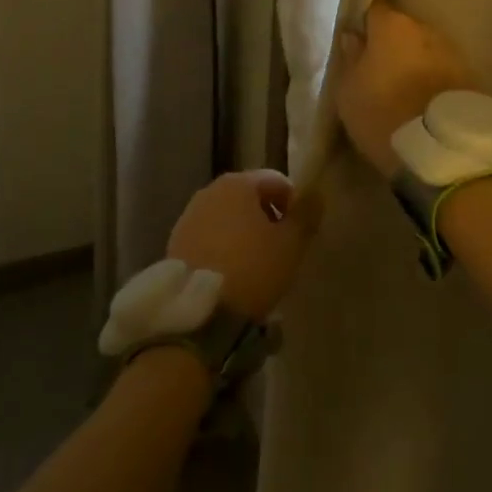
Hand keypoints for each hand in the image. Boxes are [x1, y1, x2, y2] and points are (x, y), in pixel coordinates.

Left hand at [166, 169, 308, 320]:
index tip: (300, 232)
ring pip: (228, 216)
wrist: (198, 311)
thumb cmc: (252, 268)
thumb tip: (316, 193)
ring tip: (257, 263)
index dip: (294, 203)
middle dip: (268, 217)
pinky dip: (224, 245)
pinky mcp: (176, 242)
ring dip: (245, 232)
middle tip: (281, 248)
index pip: (276, 181)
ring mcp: (189, 216)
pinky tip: (233, 272)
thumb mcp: (290, 244)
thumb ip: (306, 215)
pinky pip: (210, 235)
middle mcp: (210, 191)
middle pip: (249, 196)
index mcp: (238, 183)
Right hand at [332, 2, 477, 177]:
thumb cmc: (382, 113)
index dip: (365, 25)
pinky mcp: (470, 77)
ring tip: (402, 90)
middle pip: (402, 30)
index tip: (358, 43)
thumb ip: (350, 59)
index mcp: (392, 25)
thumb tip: (353, 37)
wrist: (440, 148)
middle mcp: (425, 29)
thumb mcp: (349, 91)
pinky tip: (423, 101)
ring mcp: (452, 52)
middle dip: (391, 45)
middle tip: (378, 71)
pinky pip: (441, 71)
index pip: (374, 10)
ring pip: (424, 51)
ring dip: (414, 63)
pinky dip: (432, 80)